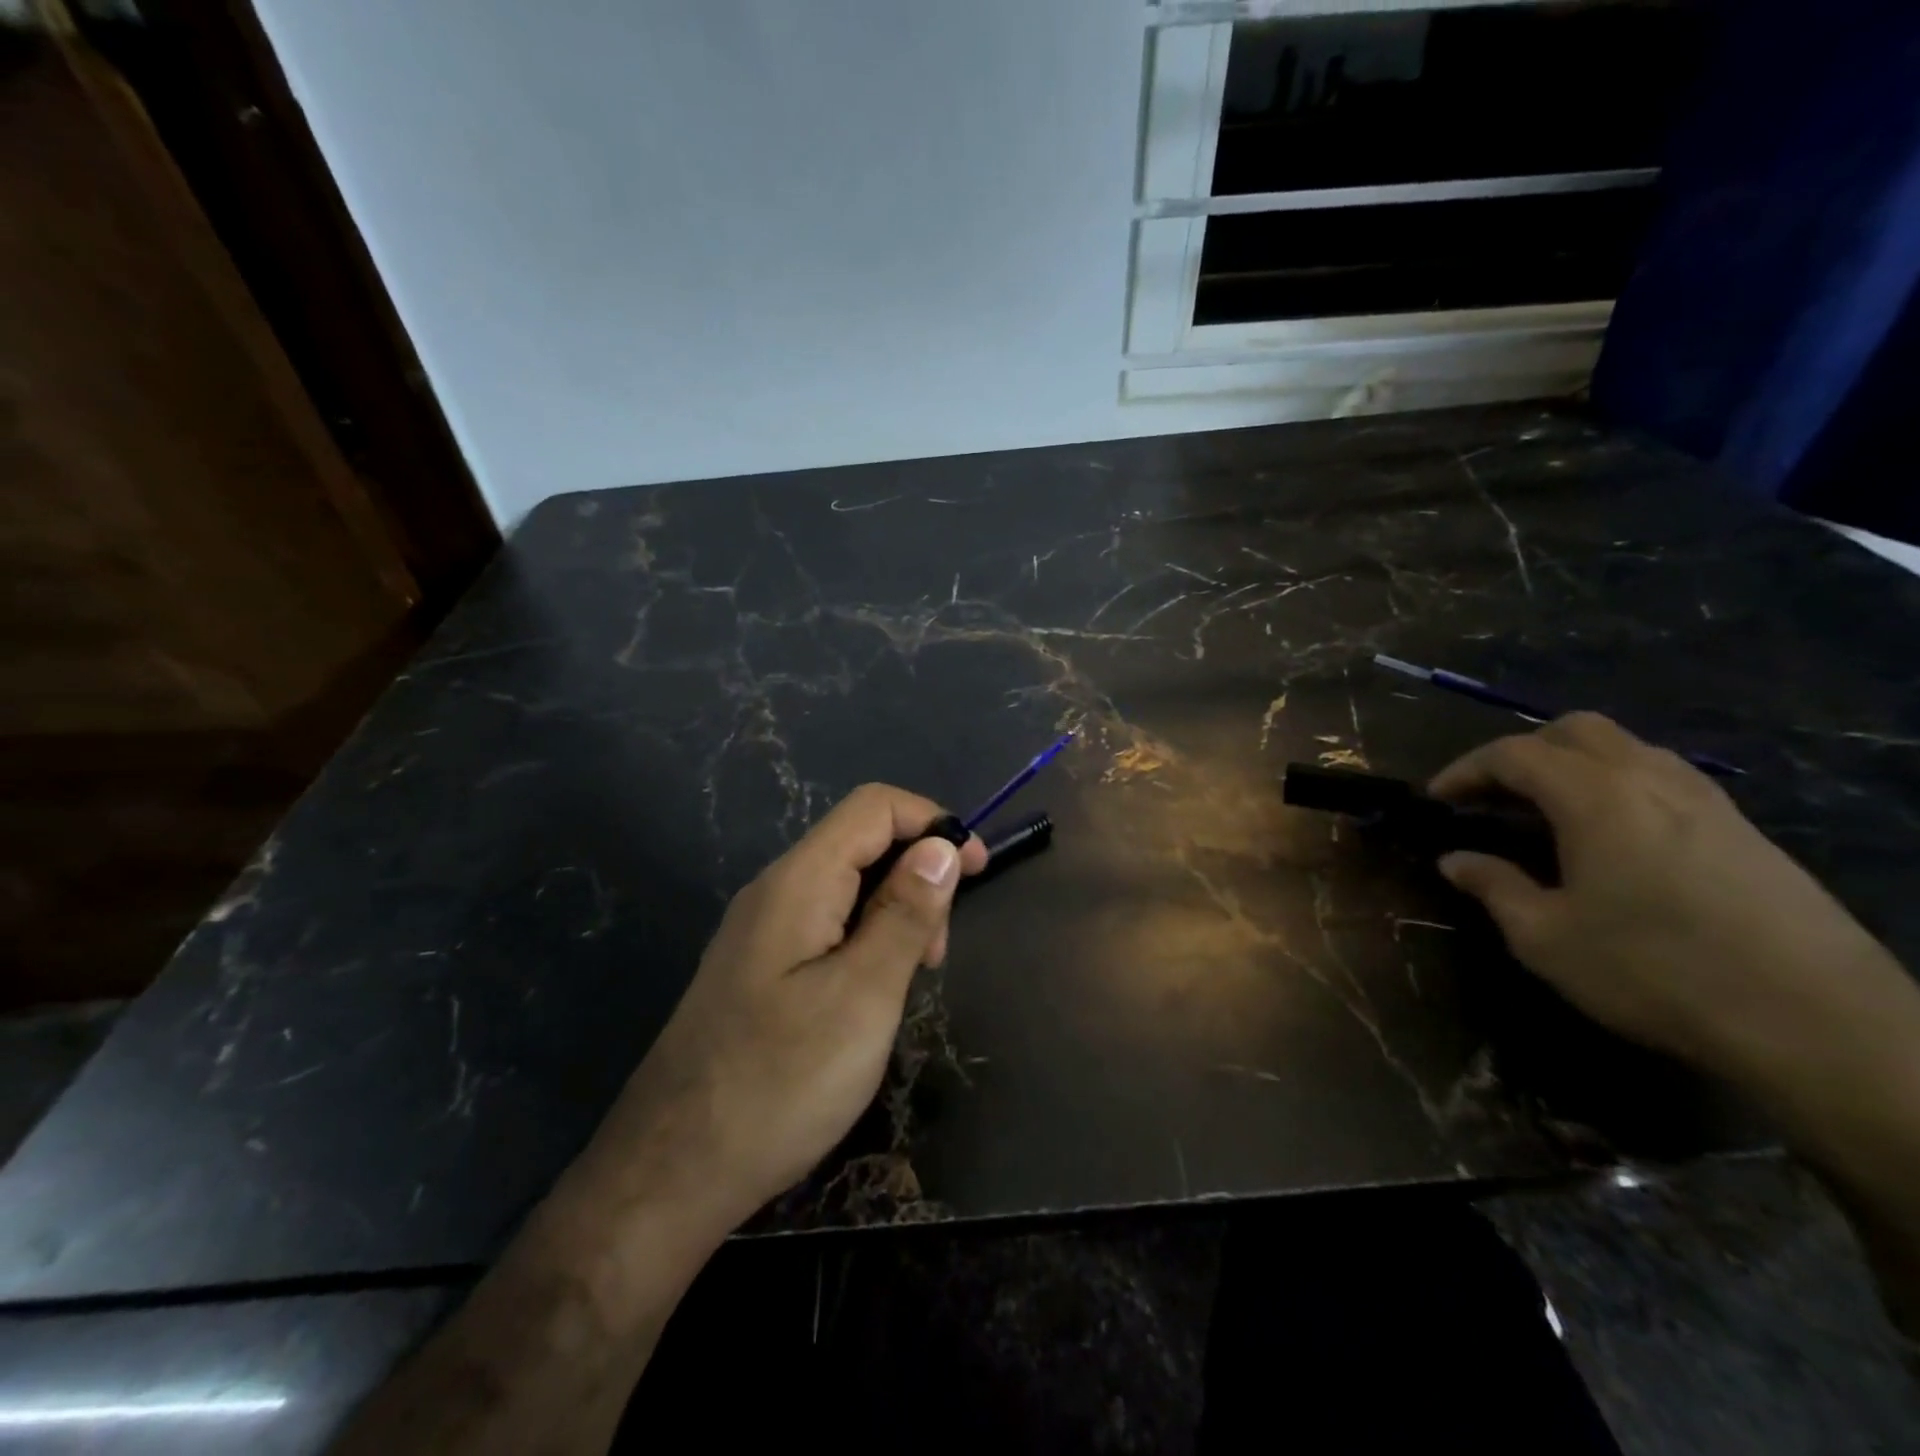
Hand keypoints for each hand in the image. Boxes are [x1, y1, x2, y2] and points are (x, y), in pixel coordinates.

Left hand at [574, 784, 988, 1235]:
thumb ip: (905, 914)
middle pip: (860, 843)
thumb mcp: (864, 996)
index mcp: (799, 882)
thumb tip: (942, 846)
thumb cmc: (780, 1082)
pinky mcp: (758, 968)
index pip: (874, 807)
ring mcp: (761, 931)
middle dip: (917, 874)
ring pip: (846, 887)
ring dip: (895, 912)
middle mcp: (775, 891)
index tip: (978, 869)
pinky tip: (873, 994)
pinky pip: (825, 926)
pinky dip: (866, 940)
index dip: (932, 822)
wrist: (670, 1173)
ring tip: (913, 979)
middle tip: (939, 952)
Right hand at [1430, 713, 1911, 1077]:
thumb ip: (1494, 887)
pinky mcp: (1744, 830)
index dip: (1465, 770)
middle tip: (1494, 795)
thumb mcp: (1546, 937)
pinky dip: (1618, 786)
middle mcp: (1650, 780)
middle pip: (1576, 731)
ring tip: (1547, 812)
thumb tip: (1454, 860)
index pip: (1513, 754)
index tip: (1437, 798)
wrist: (1817, 1023)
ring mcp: (1707, 800)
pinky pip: (1665, 778)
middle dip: (1523, 752)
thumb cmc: (1654, 971)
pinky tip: (1612, 837)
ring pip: (1627, 749)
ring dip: (1574, 765)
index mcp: (1594, 796)